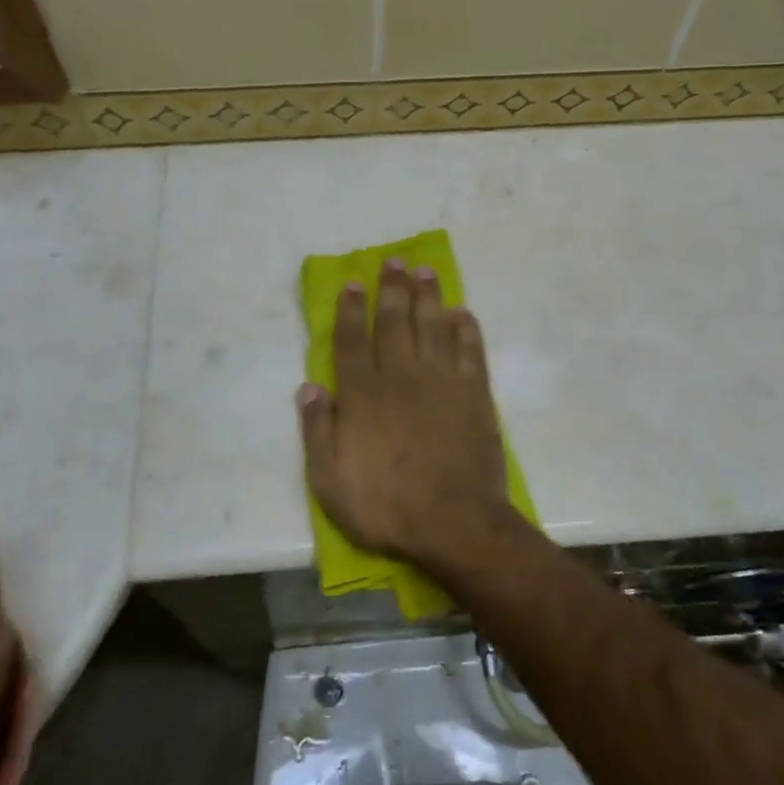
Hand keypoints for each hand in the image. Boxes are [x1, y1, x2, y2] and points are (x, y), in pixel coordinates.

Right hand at [298, 260, 514, 577]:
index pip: (353, 340)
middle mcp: (402, 376)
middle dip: (392, 288)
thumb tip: (308, 386)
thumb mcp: (329, 481)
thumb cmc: (386, 505)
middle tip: (394, 261)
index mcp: (364, 395)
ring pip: (432, 326)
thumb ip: (316, 431)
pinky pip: (470, 350)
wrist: (454, 524)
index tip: (353, 282)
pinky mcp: (474, 394)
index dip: (351, 309)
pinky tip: (461, 313)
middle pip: (395, 321)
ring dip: (428, 295)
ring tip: (424, 271)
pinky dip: (465, 328)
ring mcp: (442, 382)